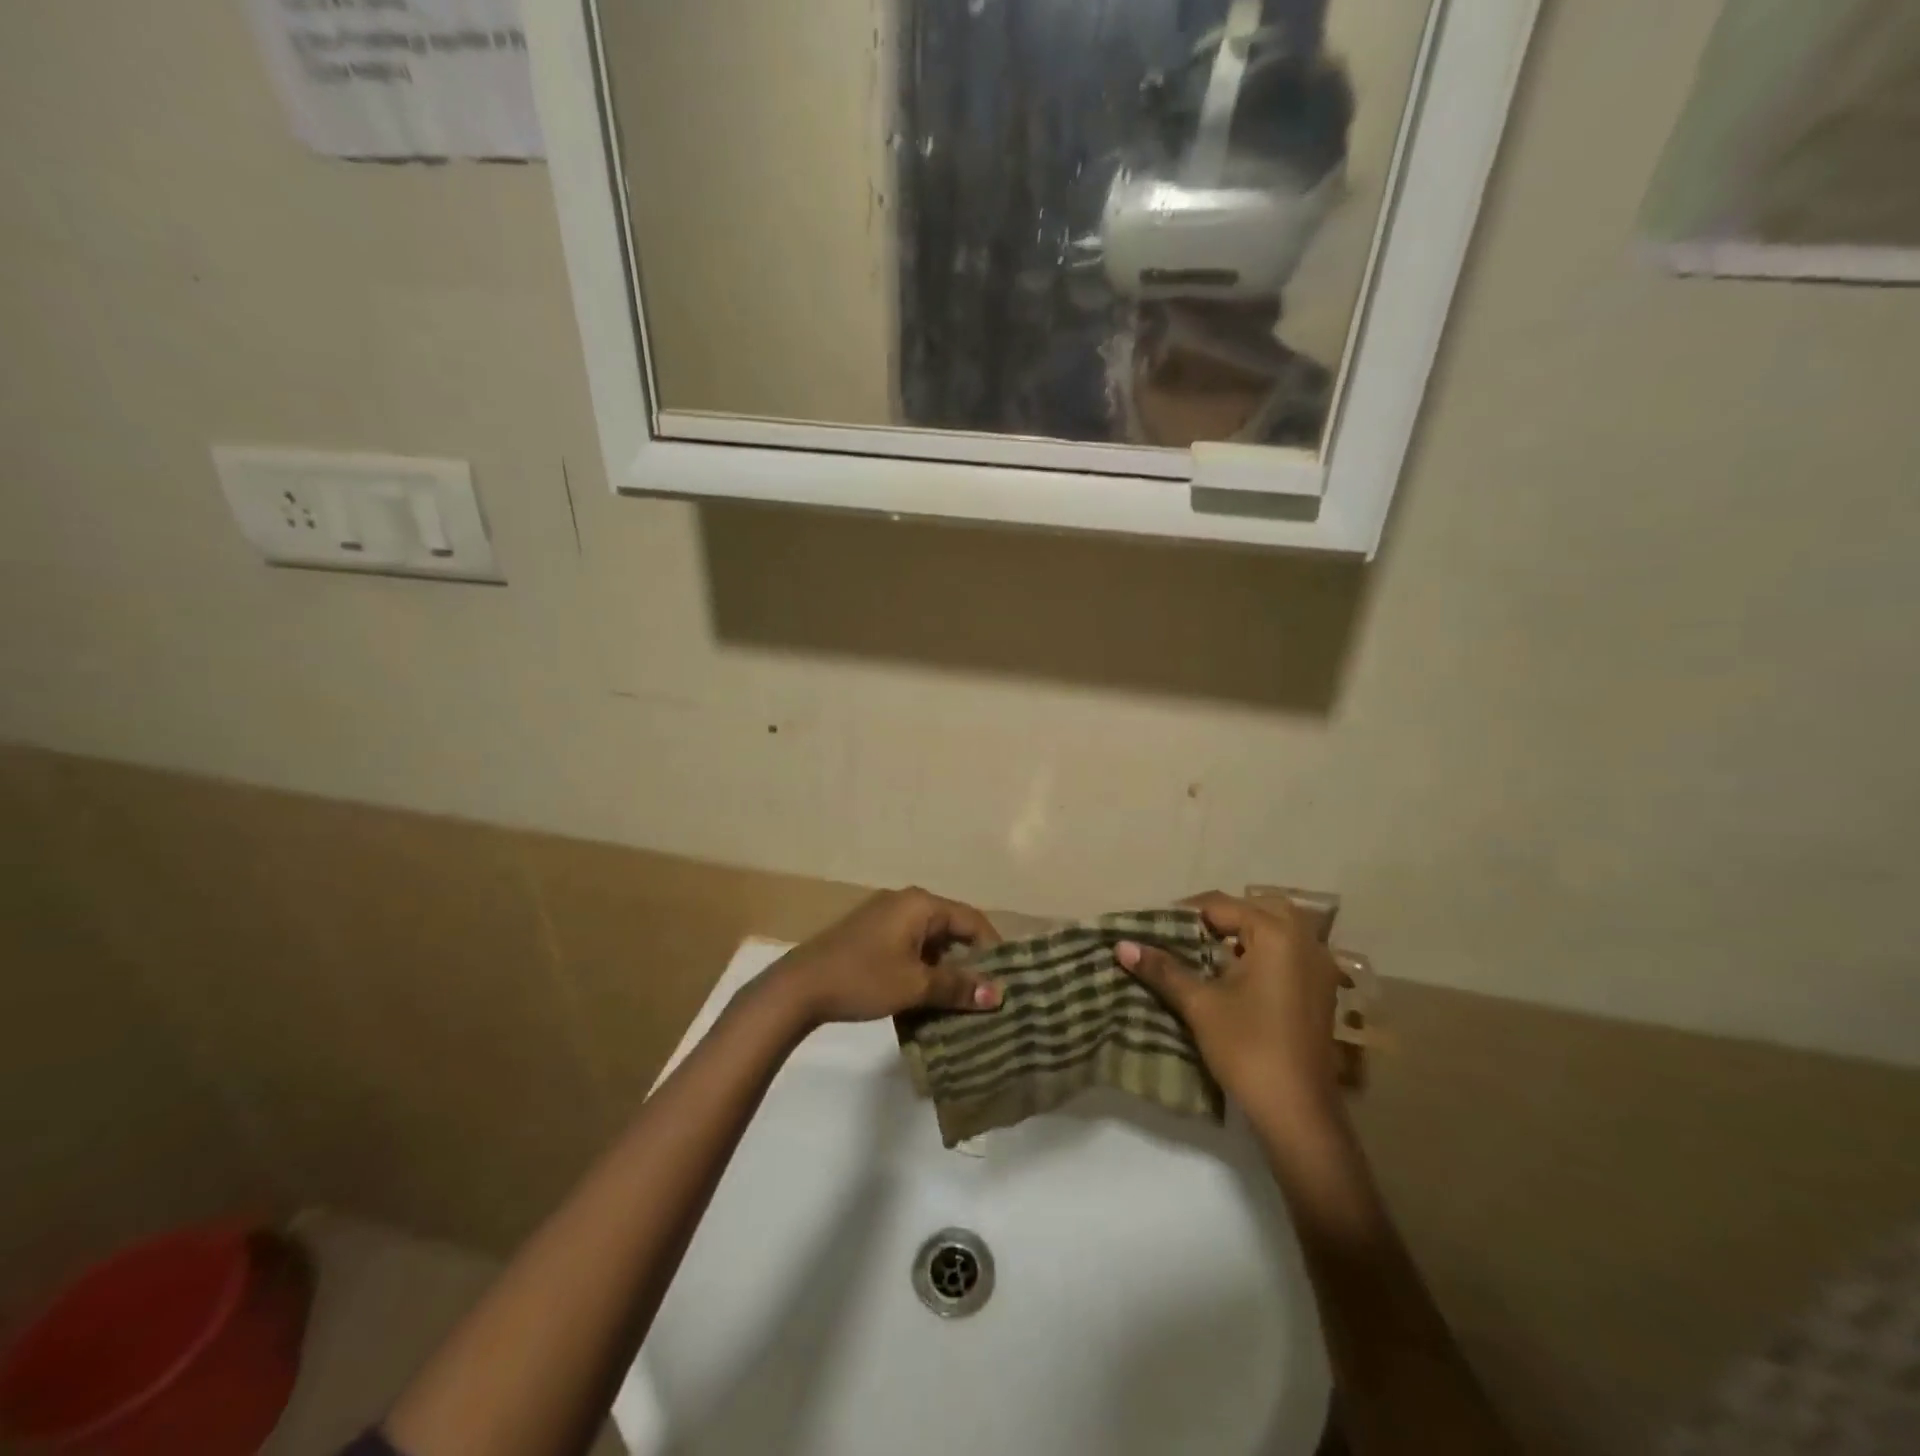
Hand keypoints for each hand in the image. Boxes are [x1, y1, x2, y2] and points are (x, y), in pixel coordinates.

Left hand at [765, 888, 1002, 1027]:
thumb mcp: (915, 985)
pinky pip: (910, 945)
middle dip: (969, 960)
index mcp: (920, 904)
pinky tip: (927, 995)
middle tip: (986, 994)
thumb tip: (998, 994)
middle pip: (951, 928)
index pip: (972, 920)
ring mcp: (885, 916)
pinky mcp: (871, 933)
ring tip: (960, 1000)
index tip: (1007, 980)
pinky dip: (923, 967)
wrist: (800, 987)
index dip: (993, 949)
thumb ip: (958, 986)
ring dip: (945, 967)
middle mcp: (906, 902)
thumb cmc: (863, 978)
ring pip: (930, 939)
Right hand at [1116, 891, 1343, 1142]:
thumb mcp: (1200, 1004)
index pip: (1222, 906)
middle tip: (1185, 934)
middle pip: (1256, 908)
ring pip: (1277, 930)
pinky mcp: (1321, 990)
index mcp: (1276, 934)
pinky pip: (1289, 952)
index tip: (1156, 926)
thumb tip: (1121, 945)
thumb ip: (1163, 969)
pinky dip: (1263, 952)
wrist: (1297, 1112)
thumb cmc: (1248, 1048)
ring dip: (1243, 933)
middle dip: (1219, 917)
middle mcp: (1304, 941)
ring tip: (1206, 951)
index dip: (1185, 913)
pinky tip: (1236, 974)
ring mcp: (1319, 966)